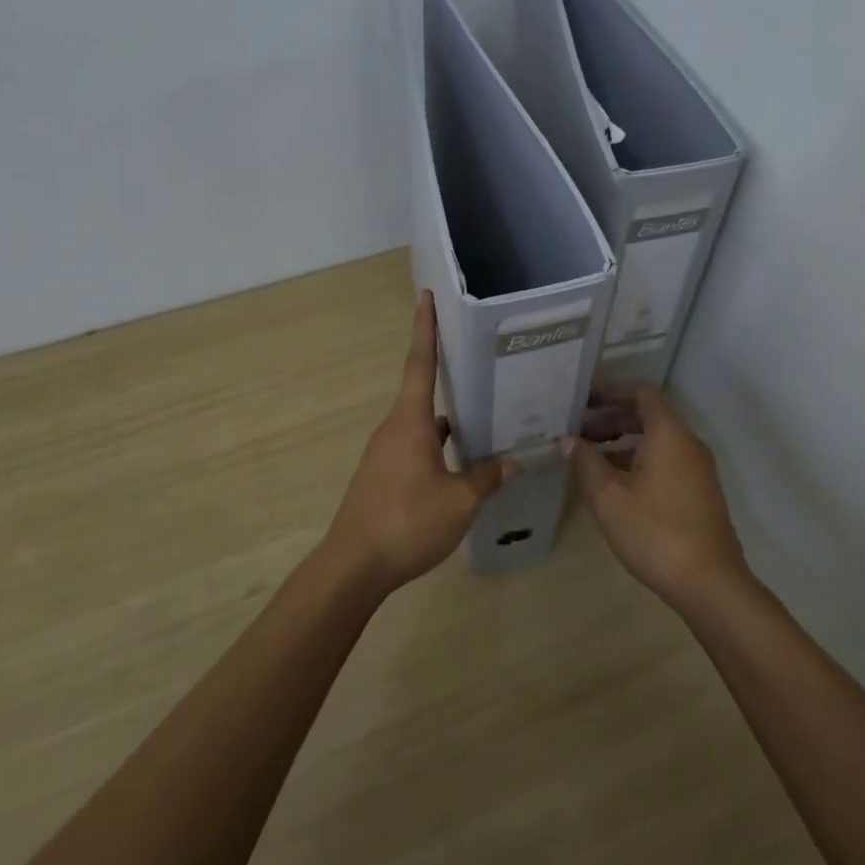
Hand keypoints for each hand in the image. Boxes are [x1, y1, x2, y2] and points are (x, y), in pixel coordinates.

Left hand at [323, 292, 511, 596]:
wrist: (353, 567)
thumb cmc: (406, 523)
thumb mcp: (459, 502)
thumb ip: (486, 478)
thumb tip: (512, 462)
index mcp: (410, 421)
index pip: (420, 363)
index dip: (424, 328)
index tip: (426, 296)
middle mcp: (394, 428)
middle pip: (423, 391)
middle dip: (449, 374)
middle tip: (481, 361)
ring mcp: (385, 452)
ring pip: (422, 423)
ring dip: (449, 418)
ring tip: (484, 415)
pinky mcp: (383, 475)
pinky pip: (416, 446)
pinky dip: (438, 445)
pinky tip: (461, 462)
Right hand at [567, 385, 750, 610]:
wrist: (710, 584)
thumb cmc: (655, 531)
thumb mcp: (609, 496)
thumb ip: (586, 462)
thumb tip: (569, 440)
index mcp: (668, 433)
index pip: (640, 392)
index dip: (610, 390)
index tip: (581, 399)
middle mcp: (687, 443)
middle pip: (647, 416)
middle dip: (610, 418)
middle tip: (576, 430)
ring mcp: (697, 469)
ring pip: (655, 441)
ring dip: (622, 442)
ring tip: (587, 458)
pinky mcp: (698, 492)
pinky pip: (665, 461)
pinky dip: (637, 461)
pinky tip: (613, 484)